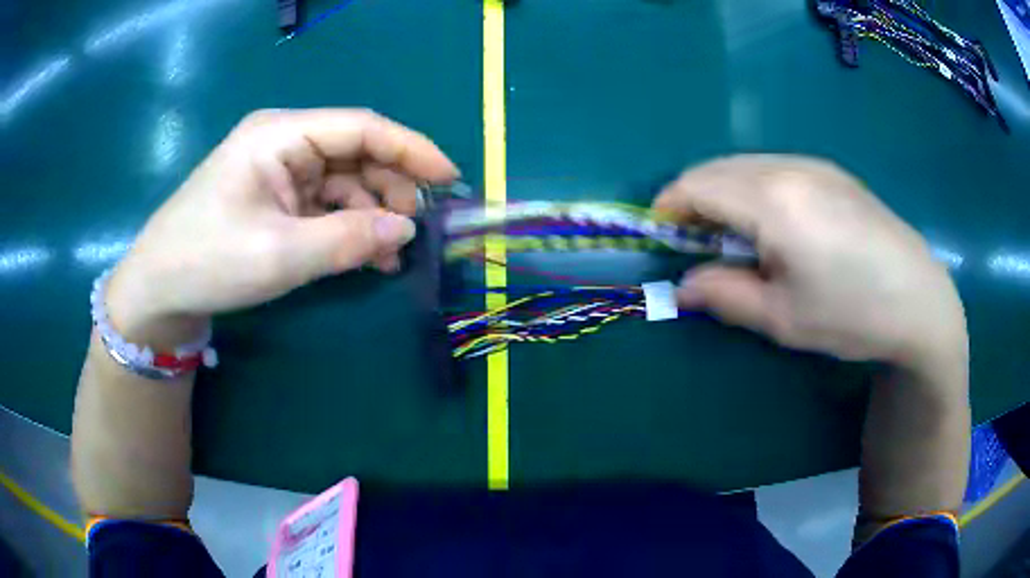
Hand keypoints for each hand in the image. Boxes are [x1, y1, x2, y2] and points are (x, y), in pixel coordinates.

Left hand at [106, 108, 458, 347]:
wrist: (158, 289)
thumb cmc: (207, 261)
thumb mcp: (279, 254)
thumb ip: (347, 239)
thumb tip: (407, 230)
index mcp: (280, 134)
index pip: (361, 127)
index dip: (410, 149)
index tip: (449, 178)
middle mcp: (284, 142)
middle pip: (355, 152)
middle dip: (390, 187)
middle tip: (414, 230)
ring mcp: (279, 171)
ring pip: (344, 181)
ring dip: (371, 214)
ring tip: (391, 254)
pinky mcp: (275, 199)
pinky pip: (325, 205)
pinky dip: (348, 227)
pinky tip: (366, 255)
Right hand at [654, 155, 966, 373]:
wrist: (920, 299)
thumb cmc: (851, 314)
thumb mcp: (782, 318)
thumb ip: (723, 295)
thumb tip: (683, 284)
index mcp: (772, 201)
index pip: (695, 186)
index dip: (668, 210)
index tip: (662, 241)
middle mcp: (787, 167)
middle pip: (716, 169)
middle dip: (694, 202)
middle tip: (699, 247)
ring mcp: (813, 163)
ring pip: (745, 165)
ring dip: (725, 194)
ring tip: (739, 240)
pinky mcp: (832, 171)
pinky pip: (774, 168)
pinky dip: (755, 189)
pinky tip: (778, 226)